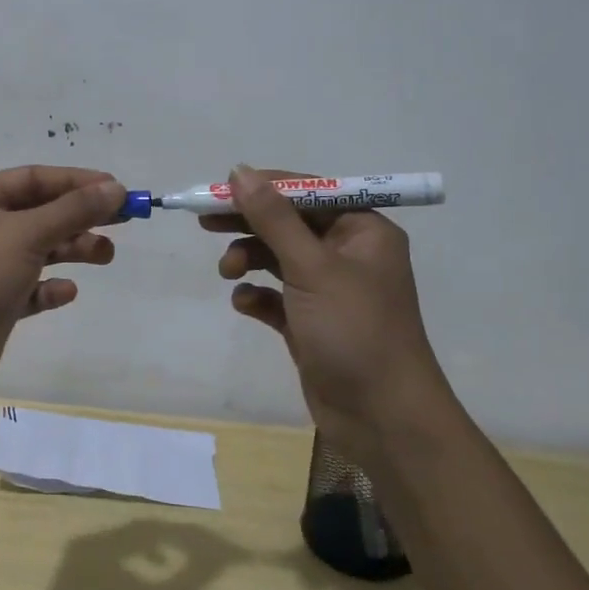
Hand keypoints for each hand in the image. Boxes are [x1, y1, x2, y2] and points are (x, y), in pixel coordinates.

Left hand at [0, 166, 126, 404]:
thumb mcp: (26, 233)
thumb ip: (73, 210)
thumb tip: (115, 187)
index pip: (36, 178)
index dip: (78, 182)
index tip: (119, 190)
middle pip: (41, 213)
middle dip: (81, 216)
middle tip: (123, 223)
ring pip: (39, 250)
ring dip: (72, 249)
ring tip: (105, 256)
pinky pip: (29, 288)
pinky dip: (50, 287)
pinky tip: (66, 292)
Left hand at [25, 522, 247, 589]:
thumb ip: (185, 581)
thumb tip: (213, 560)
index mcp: (108, 542)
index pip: (155, 527)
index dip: (185, 536)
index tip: (207, 546)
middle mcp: (91, 538)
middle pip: (137, 528)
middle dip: (167, 537)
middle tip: (192, 550)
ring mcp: (77, 553)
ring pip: (121, 539)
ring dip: (146, 547)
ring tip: (165, 565)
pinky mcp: (71, 571)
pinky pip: (107, 553)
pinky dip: (128, 559)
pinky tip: (136, 581)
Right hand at [205, 164, 455, 461]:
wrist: (382, 418)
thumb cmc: (354, 330)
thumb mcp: (311, 267)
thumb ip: (272, 218)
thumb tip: (239, 171)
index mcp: (362, 230)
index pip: (307, 191)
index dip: (263, 187)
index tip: (218, 190)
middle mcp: (348, 253)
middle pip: (289, 223)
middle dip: (249, 223)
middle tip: (206, 222)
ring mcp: (329, 290)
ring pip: (278, 258)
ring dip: (249, 258)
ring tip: (228, 272)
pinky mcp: (311, 323)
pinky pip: (276, 296)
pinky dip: (257, 295)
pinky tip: (244, 303)